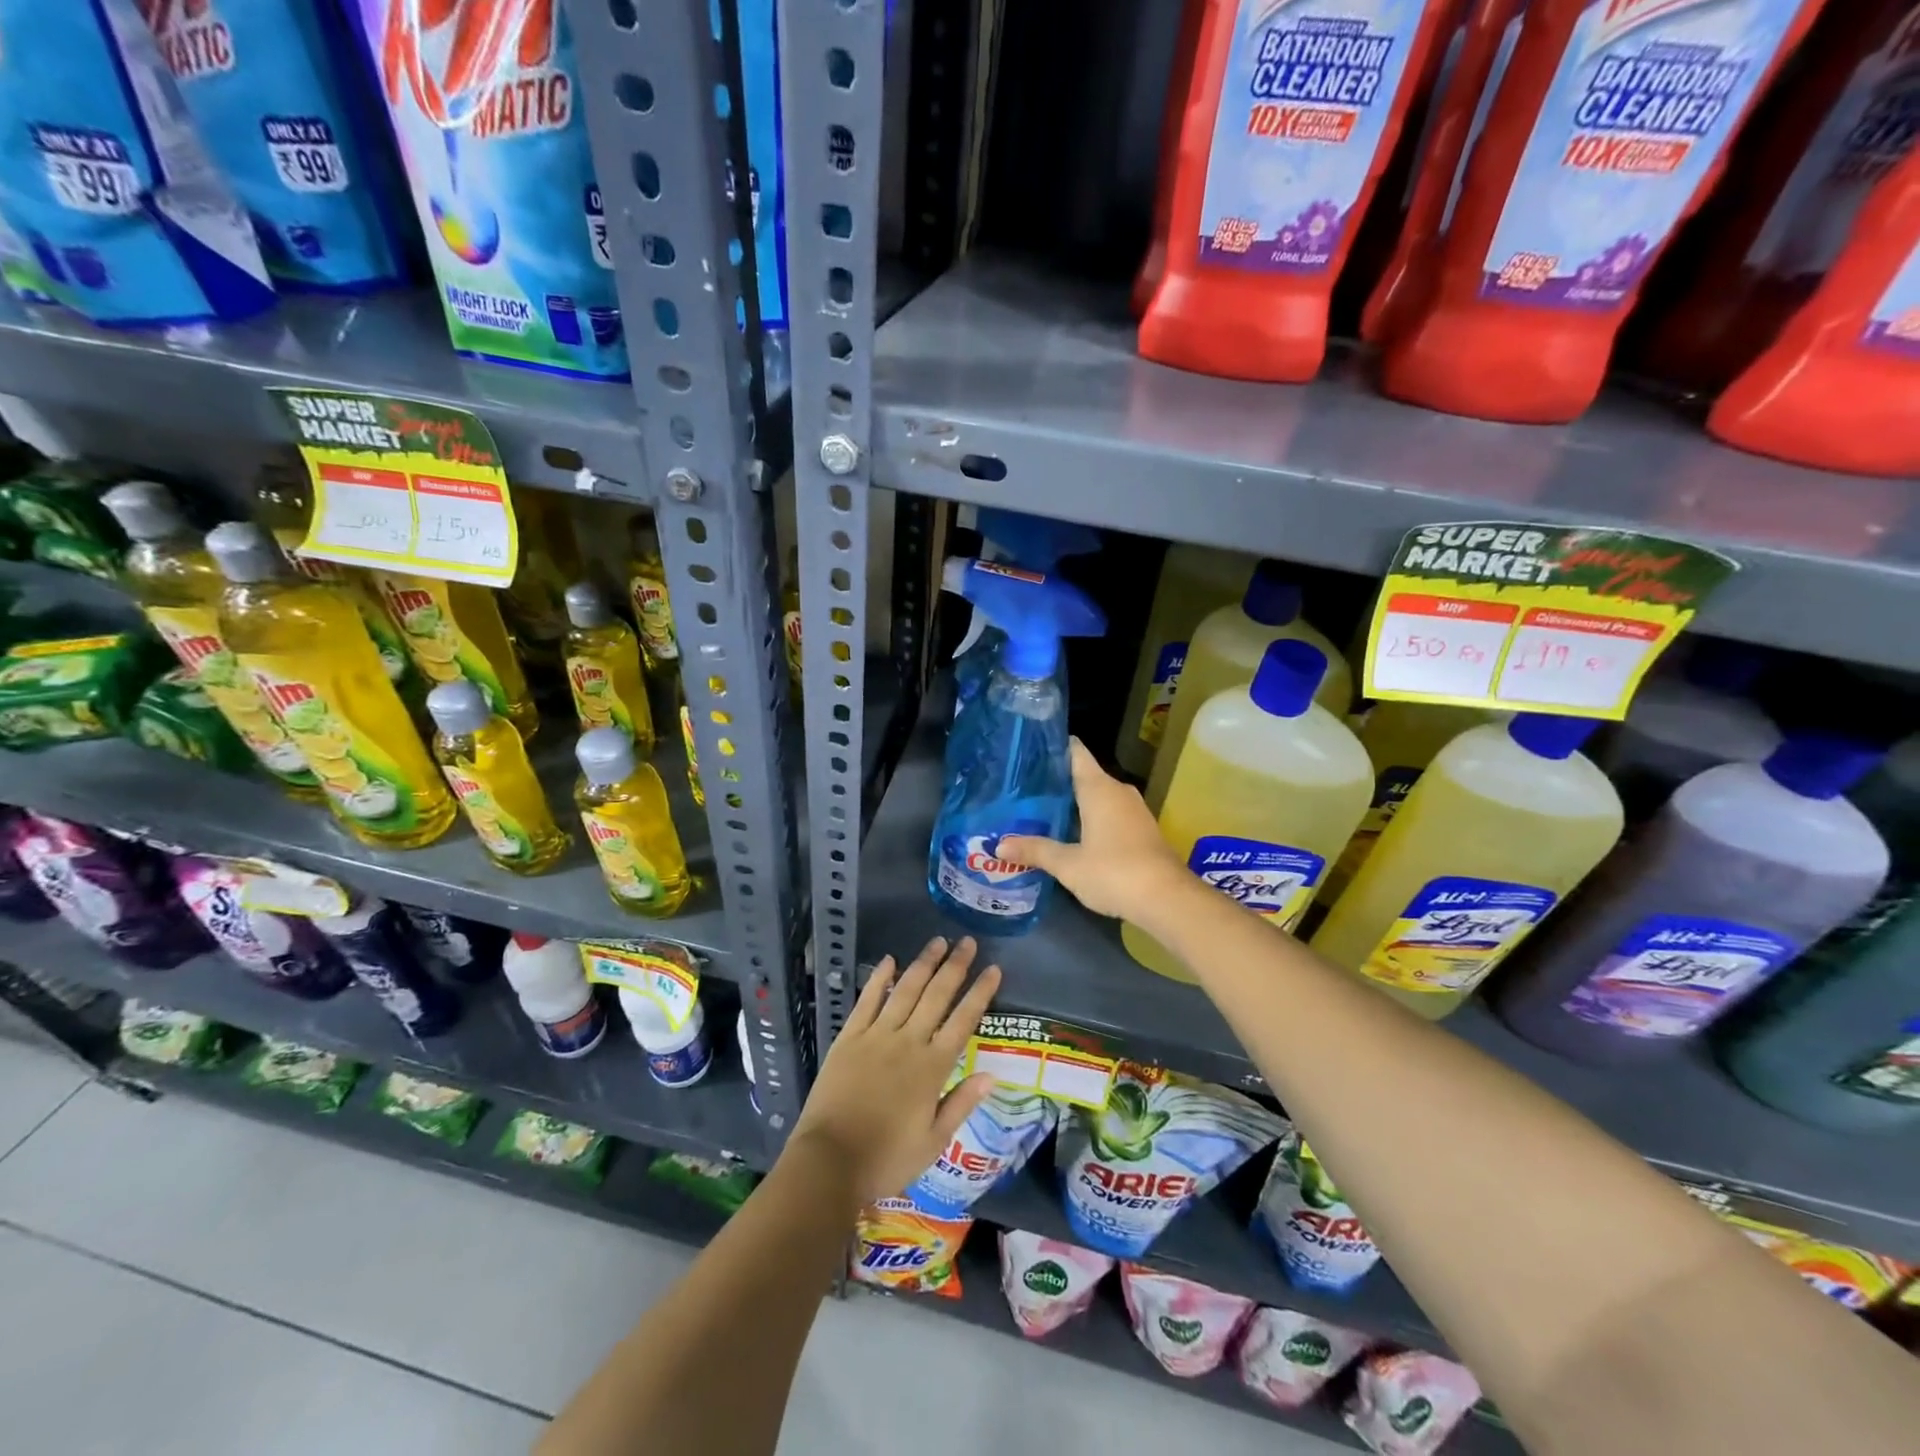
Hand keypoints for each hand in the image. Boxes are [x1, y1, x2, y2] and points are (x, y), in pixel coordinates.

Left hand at [789, 936, 1000, 1205]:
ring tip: (938, 942)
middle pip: (936, 996)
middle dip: (955, 967)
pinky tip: (889, 960)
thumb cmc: (887, 1158)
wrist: (830, 1161)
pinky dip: (878, 979)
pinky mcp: (849, 1037)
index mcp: (933, 1068)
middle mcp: (908, 1042)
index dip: (980, 993)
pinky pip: (866, 1001)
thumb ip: (961, 1103)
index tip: (993, 969)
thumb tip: (991, 1075)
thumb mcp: (933, 1141)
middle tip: (968, 942)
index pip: (963, 1021)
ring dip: (923, 964)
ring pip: (905, 991)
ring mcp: (876, 1036)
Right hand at [1000, 739, 1184, 919]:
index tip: (1030, 749)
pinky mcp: (1142, 830)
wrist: (1167, 899)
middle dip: (1057, 781)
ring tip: (1041, 810)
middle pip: (1084, 775)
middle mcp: (1118, 791)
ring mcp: (1134, 810)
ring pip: (1098, 796)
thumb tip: (999, 847)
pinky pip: (1110, 813)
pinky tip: (1071, 833)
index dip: (1054, 747)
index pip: (1076, 752)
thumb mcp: (1068, 864)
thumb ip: (1035, 850)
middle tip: (1024, 788)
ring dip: (1074, 802)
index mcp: (1099, 788)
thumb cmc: (1114, 872)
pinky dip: (1090, 817)